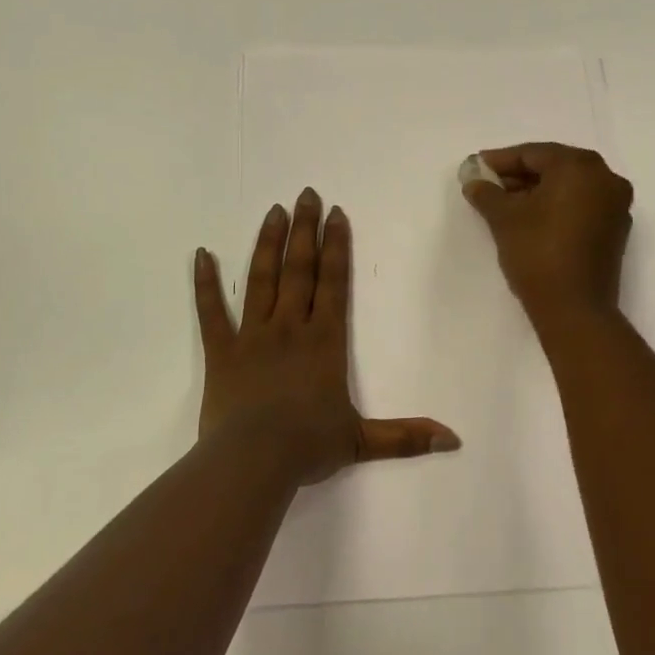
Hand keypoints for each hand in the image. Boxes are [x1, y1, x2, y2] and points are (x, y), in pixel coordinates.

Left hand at [194, 188, 461, 484]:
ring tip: (273, 211)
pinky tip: (200, 254)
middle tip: (306, 194)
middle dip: (305, 230)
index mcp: (323, 340)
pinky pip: (211, 311)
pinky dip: (205, 283)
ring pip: (261, 279)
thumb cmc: (308, 446)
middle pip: (299, 269)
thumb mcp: (362, 441)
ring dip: (267, 243)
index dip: (336, 246)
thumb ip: (406, 437)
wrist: (254, 460)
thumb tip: (453, 441)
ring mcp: (252, 335)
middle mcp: (289, 327)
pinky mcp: (221, 351)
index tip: (336, 214)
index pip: (333, 282)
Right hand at [461, 143, 632, 326]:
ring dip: (537, 191)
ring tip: (504, 204)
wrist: (574, 309)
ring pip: (569, 187)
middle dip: (519, 175)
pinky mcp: (615, 231)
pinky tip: (530, 219)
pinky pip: (581, 206)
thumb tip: (475, 182)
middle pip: (554, 167)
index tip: (476, 167)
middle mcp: (605, 178)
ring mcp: (615, 205)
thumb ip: (487, 193)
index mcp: (580, 167)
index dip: (501, 160)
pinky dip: (556, 207)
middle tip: (488, 185)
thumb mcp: (504, 218)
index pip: (534, 154)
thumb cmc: (537, 252)